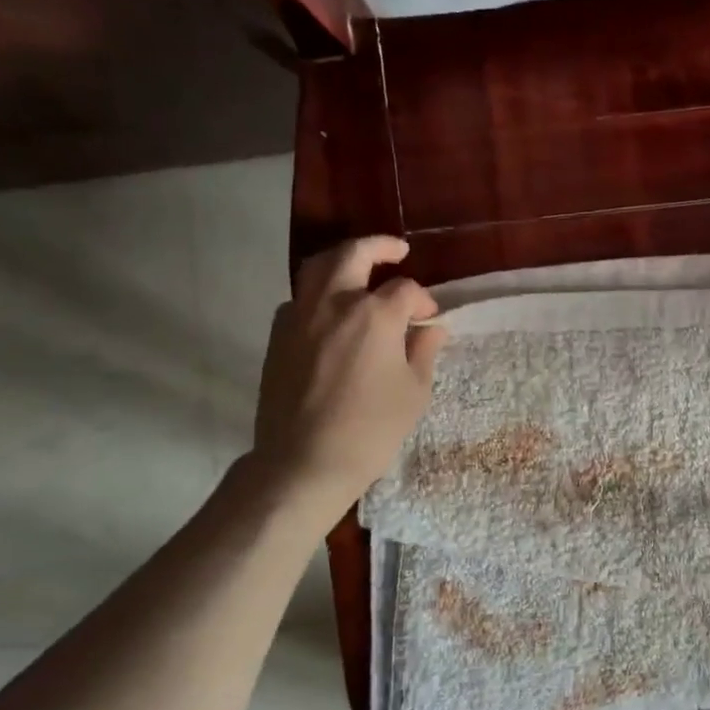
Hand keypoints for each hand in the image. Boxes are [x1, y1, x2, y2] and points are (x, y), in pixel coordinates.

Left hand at [248, 236, 445, 510]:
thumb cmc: (371, 429)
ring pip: (318, 268)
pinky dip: (319, 294)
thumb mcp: (414, 392)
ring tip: (360, 269)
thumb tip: (431, 328)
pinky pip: (299, 299)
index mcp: (375, 315)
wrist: (304, 462)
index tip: (431, 320)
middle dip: (379, 246)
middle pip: (354, 254)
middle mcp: (334, 303)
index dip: (424, 301)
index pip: (406, 290)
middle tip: (397, 250)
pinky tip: (333, 314)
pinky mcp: (277, 336)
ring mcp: (299, 316)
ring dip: (343, 261)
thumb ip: (424, 351)